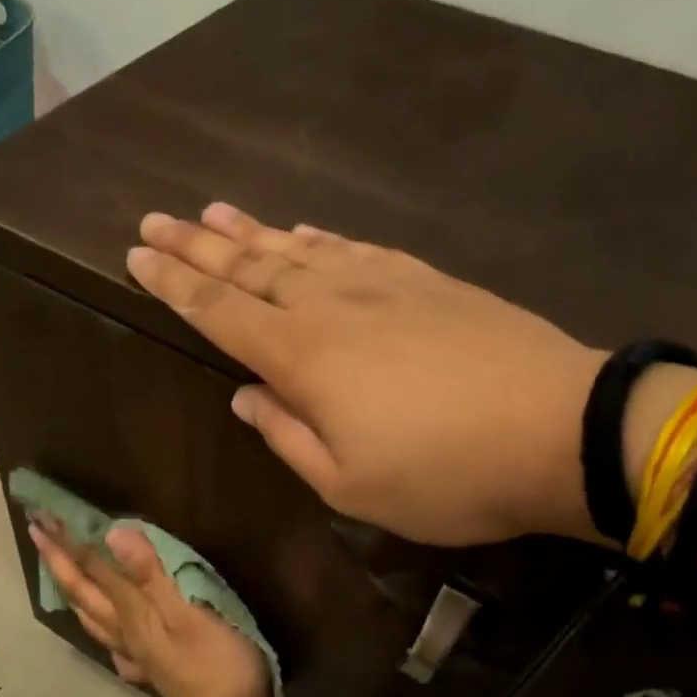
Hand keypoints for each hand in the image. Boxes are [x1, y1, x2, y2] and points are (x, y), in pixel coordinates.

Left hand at [29, 519, 271, 696]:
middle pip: (84, 592)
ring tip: (61, 578)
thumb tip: (113, 533)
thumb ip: (150, 573)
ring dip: (74, 593)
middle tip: (38, 533)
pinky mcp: (154, 672)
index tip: (41, 517)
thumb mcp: (188, 610)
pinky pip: (117, 647)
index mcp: (132, 610)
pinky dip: (105, 635)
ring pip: (94, 619)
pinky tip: (110, 639)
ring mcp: (137, 654)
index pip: (92, 568)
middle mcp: (126, 630)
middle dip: (59, 561)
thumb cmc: (215, 661)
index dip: (68, 542)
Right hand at [126, 204, 605, 546]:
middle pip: (249, 267)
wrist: (559, 429)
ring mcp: (382, 285)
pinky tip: (302, 232)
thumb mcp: (348, 484)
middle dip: (196, 245)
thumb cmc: (444, 475)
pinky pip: (353, 249)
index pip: (218, 311)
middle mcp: (331, 306)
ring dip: (249, 232)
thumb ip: (287, 436)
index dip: (173, 283)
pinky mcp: (426, 280)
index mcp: (302, 358)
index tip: (137, 255)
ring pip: (297, 250)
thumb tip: (246, 396)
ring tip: (212, 211)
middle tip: (155, 219)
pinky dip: (317, 239)